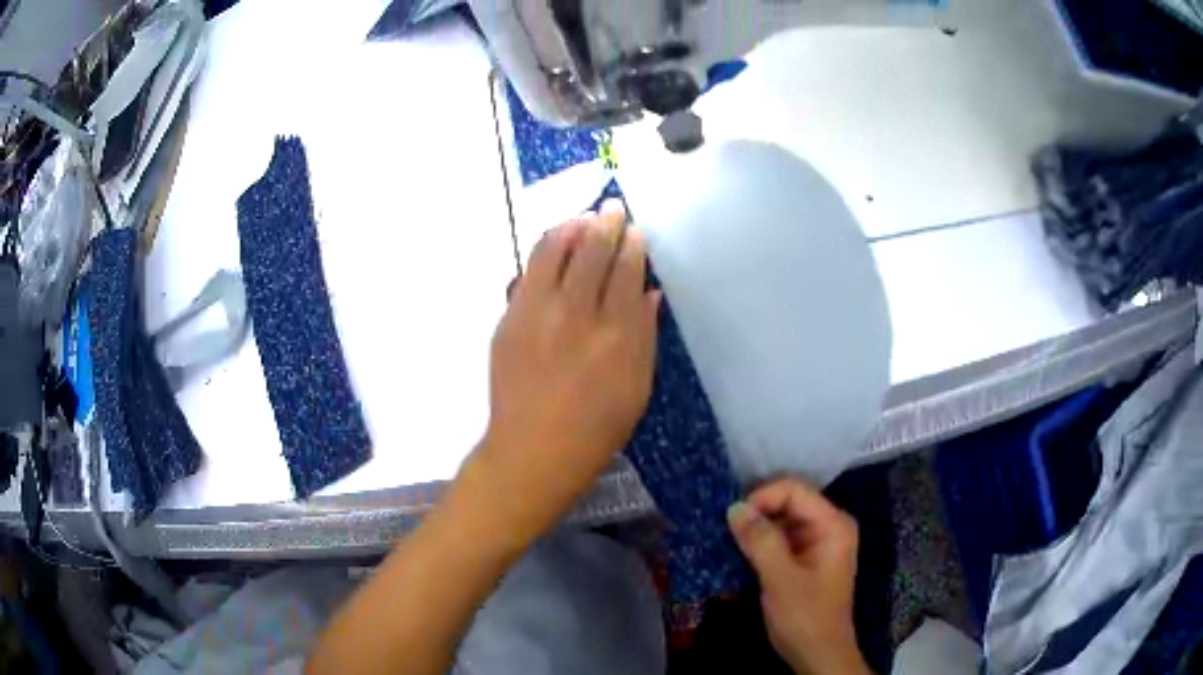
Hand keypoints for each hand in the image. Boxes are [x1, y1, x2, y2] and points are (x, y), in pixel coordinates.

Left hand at [468, 199, 660, 545]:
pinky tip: (555, 241)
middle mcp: (576, 316)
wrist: (533, 450)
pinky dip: (545, 249)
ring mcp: (537, 314)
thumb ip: (645, 335)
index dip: (632, 245)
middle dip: (605, 223)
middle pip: (592, 252)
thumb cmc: (596, 429)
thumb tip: (649, 291)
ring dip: (572, 227)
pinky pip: (528, 271)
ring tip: (583, 217)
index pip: (626, 272)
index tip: (636, 230)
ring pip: (555, 252)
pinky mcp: (510, 319)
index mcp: (616, 336)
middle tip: (613, 208)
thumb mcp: (638, 388)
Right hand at [727, 479, 869, 674]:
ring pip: (780, 518)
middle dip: (755, 510)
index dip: (761, 497)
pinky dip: (758, 540)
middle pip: (788, 501)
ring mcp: (817, 541)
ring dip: (754, 526)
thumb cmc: (805, 617)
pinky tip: (737, 549)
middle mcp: (828, 525)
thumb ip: (760, 541)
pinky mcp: (804, 557)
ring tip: (724, 537)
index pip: (794, 490)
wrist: (818, 654)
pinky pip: (779, 536)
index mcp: (833, 524)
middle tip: (722, 526)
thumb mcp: (781, 579)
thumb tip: (734, 507)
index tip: (730, 518)